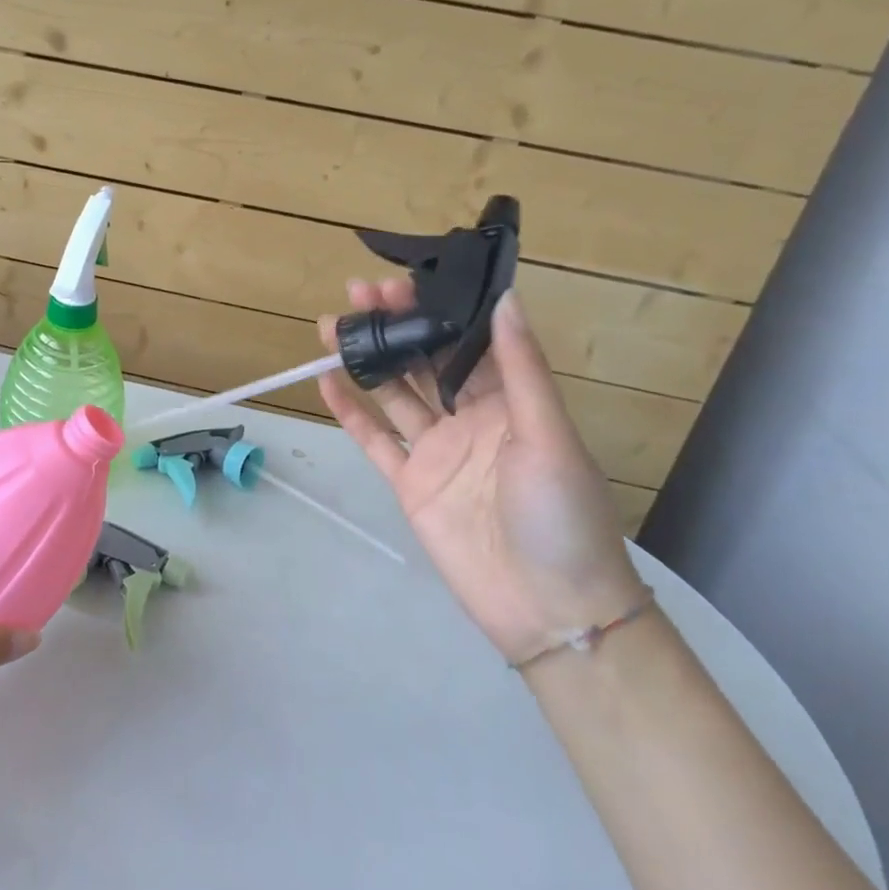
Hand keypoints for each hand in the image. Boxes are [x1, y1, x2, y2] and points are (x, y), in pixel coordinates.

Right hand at [318, 285, 642, 662]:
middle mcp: (469, 418)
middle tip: (356, 293)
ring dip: (365, 360)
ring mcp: (435, 451)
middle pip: (423, 361)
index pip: (466, 341)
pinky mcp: (409, 483)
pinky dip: (350, 413)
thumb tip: (504, 297)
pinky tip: (327, 382)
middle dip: (393, 325)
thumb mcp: (549, 434)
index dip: (436, 309)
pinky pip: (375, 441)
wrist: (548, 607)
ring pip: (393, 394)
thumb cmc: (561, 514)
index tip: (403, 282)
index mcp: (510, 401)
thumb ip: (520, 368)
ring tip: (330, 326)